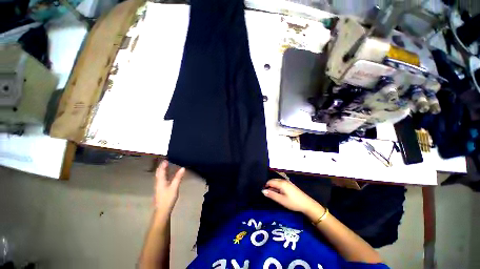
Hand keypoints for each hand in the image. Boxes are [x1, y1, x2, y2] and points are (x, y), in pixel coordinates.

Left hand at [154, 160, 185, 212]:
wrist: (162, 210)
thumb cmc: (168, 198)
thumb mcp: (174, 187)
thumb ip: (178, 177)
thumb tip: (183, 168)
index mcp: (160, 181)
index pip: (161, 170)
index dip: (163, 164)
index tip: (167, 158)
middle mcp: (158, 182)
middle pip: (159, 172)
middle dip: (162, 166)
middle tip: (167, 161)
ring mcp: (159, 186)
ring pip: (160, 176)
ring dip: (163, 170)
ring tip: (167, 166)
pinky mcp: (161, 189)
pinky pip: (162, 179)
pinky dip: (164, 175)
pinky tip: (168, 175)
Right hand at [262, 178, 320, 214]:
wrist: (307, 204)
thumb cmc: (293, 203)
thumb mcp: (281, 200)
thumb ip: (271, 195)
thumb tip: (263, 191)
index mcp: (281, 183)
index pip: (269, 182)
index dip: (266, 186)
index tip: (264, 193)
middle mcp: (283, 180)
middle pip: (273, 181)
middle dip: (269, 186)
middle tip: (269, 195)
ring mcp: (287, 182)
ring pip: (277, 182)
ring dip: (273, 187)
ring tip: (274, 195)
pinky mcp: (290, 185)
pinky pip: (281, 184)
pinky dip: (278, 187)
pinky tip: (279, 194)